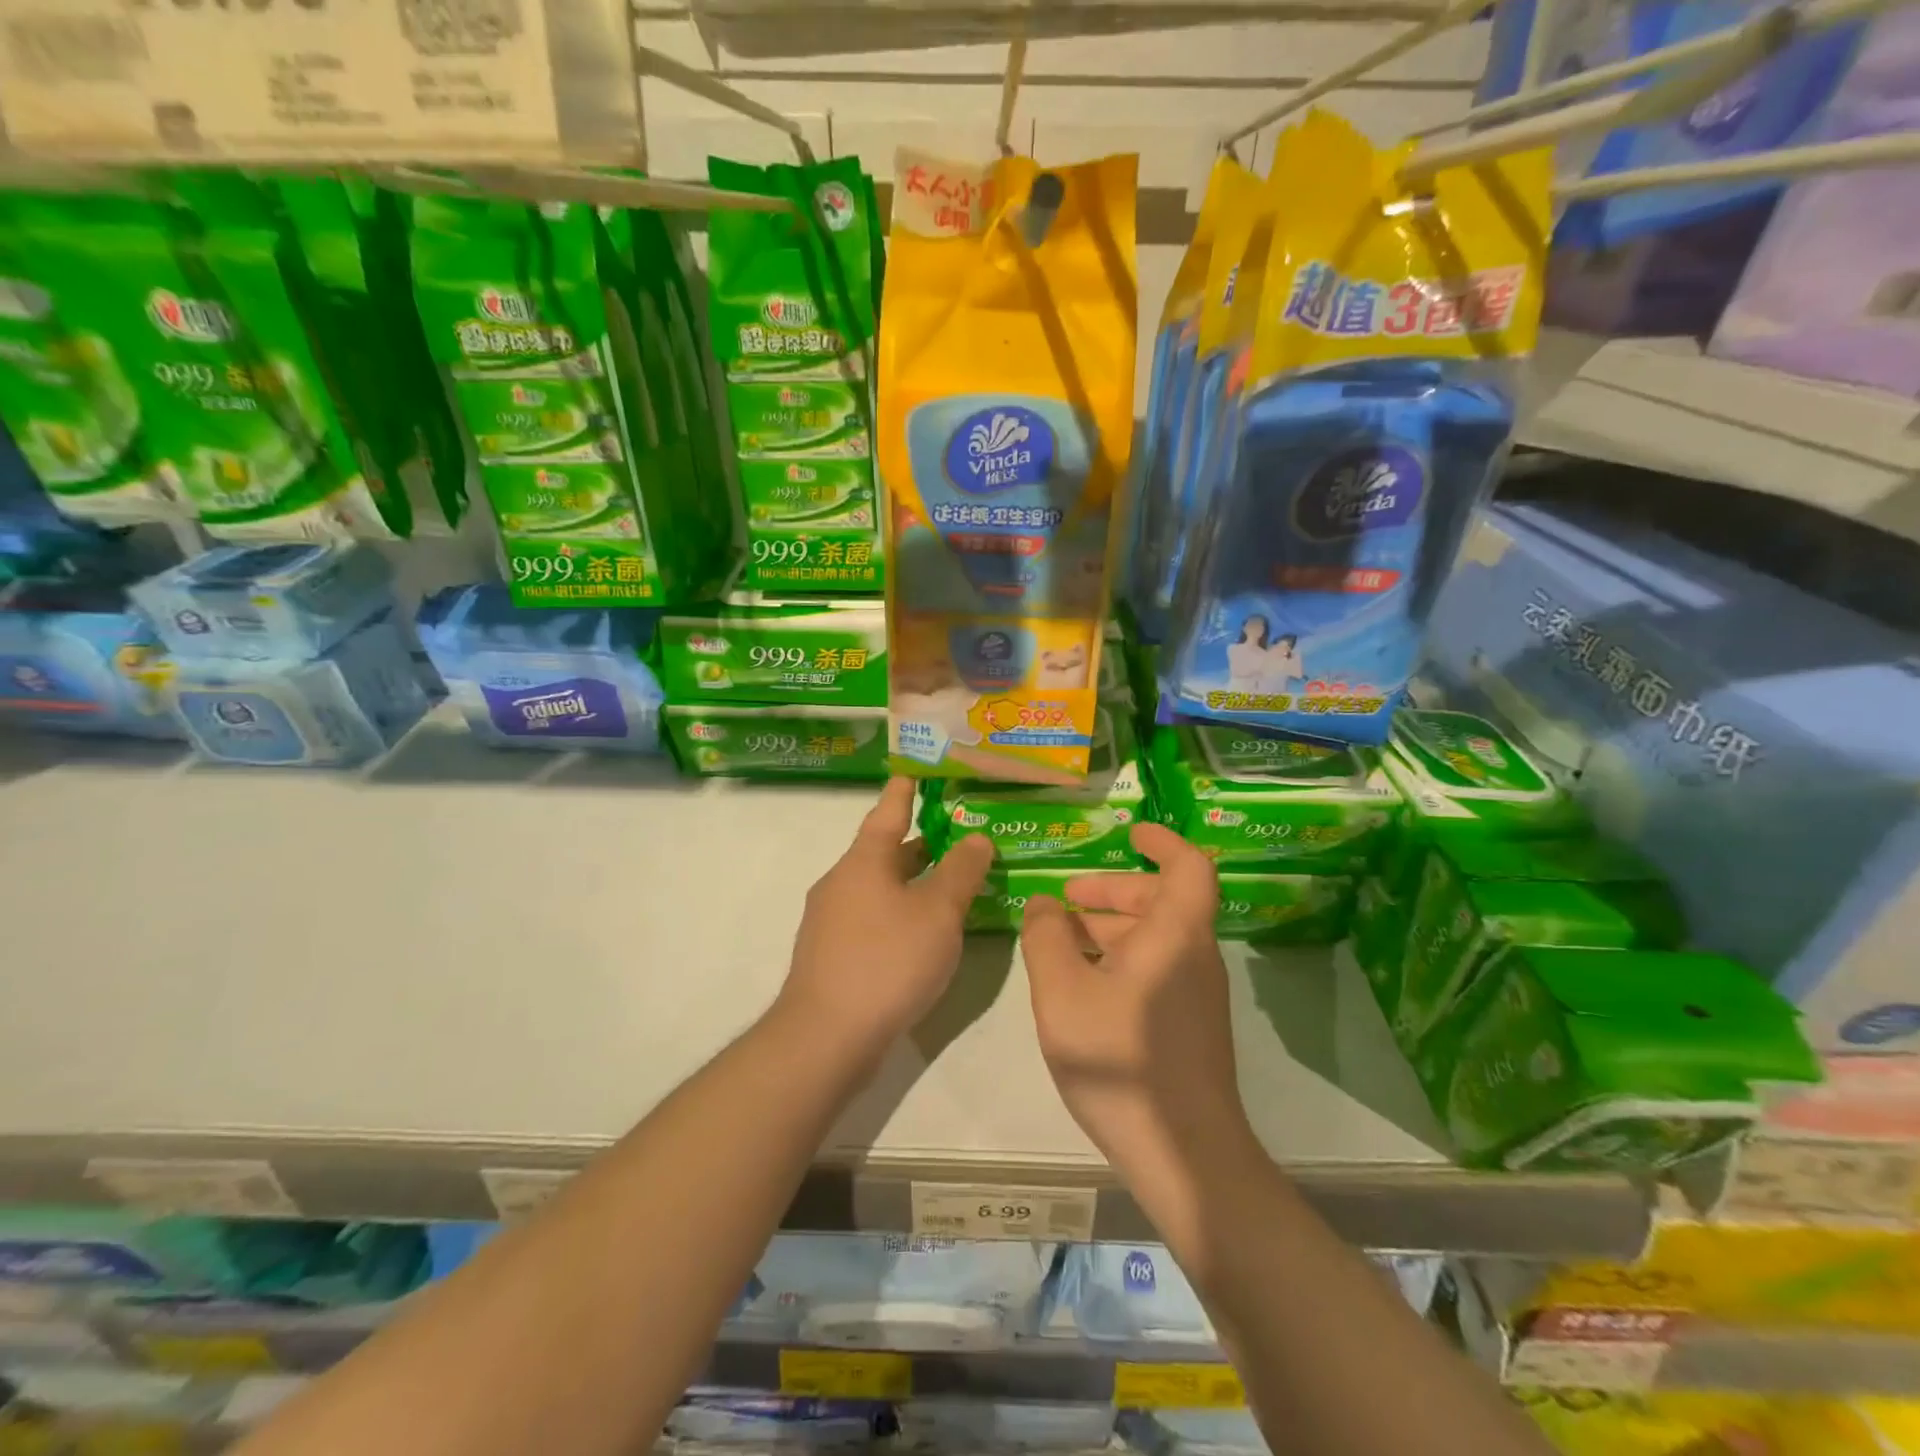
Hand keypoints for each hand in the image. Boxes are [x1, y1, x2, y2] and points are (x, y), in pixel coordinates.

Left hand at [777, 778, 994, 1068]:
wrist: (826, 1036)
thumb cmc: (887, 960)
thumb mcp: (938, 912)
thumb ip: (961, 871)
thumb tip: (975, 838)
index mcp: (863, 861)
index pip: (888, 812)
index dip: (904, 791)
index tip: (913, 771)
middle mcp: (841, 882)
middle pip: (884, 852)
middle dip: (919, 843)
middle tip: (956, 835)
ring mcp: (831, 921)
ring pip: (878, 887)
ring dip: (911, 882)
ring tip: (949, 884)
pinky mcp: (831, 955)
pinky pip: (872, 918)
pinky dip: (899, 913)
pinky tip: (922, 934)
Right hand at [1022, 823, 1255, 1181]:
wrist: (1184, 1155)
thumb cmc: (1121, 1059)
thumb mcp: (1063, 992)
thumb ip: (1047, 938)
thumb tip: (1044, 904)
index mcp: (1175, 934)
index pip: (1187, 866)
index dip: (1161, 841)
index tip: (1127, 833)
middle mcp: (1194, 955)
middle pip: (1163, 900)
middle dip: (1113, 889)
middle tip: (1067, 895)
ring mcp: (1196, 993)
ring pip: (1157, 937)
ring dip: (1112, 925)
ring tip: (1063, 936)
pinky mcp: (1189, 1025)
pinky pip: (1156, 968)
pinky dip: (1121, 958)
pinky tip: (1083, 983)